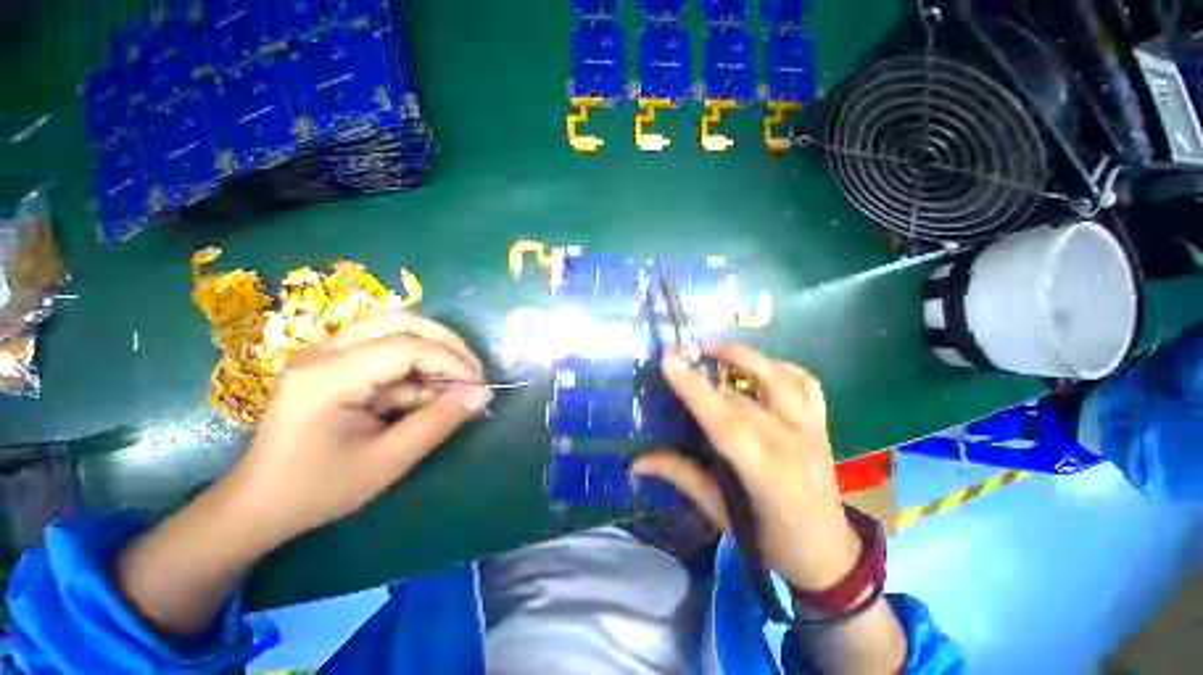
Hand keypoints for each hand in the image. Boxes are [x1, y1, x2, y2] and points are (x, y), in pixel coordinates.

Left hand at [229, 312, 493, 546]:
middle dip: (446, 344)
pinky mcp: (332, 361)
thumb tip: (483, 392)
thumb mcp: (388, 461)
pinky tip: (423, 394)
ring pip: (395, 328)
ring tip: (451, 385)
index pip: (407, 348)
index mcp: (327, 377)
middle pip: (401, 321)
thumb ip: (439, 421)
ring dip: (432, 351)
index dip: (452, 362)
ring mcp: (324, 353)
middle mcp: (322, 351)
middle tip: (471, 372)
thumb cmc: (319, 489)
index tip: (479, 386)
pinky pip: (385, 348)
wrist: (260, 503)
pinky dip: (414, 367)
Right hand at [633, 343, 861, 591]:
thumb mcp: (719, 512)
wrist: (828, 553)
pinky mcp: (822, 423)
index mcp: (766, 473)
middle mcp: (792, 443)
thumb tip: (636, 461)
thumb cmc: (769, 540)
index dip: (695, 389)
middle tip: (680, 351)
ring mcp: (812, 428)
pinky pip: (805, 381)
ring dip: (744, 355)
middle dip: (709, 365)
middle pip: (745, 393)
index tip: (669, 360)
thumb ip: (680, 476)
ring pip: (780, 376)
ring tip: (713, 348)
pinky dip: (778, 365)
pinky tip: (757, 365)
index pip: (725, 422)